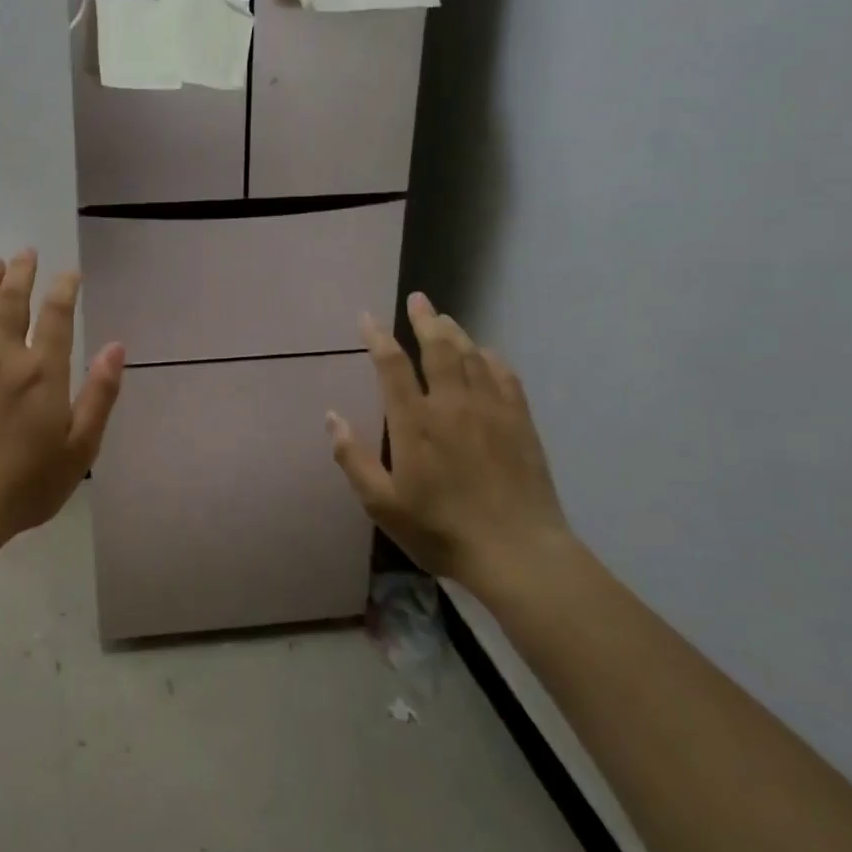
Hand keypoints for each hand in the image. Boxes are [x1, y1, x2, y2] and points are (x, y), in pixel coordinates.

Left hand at [0, 250, 124, 539]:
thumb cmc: (27, 482)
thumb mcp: (80, 447)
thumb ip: (100, 394)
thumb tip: (117, 347)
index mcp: (42, 371)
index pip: (56, 314)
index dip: (64, 288)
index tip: (70, 273)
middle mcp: (4, 356)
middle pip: (12, 300)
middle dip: (21, 272)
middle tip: (26, 252)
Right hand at [328, 292, 571, 591]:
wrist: (518, 552)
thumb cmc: (441, 529)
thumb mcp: (382, 504)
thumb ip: (353, 458)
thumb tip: (331, 417)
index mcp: (414, 421)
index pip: (391, 364)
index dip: (377, 336)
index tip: (367, 318)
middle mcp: (452, 404)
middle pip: (438, 346)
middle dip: (424, 319)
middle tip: (417, 299)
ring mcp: (490, 409)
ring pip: (471, 355)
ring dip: (455, 332)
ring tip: (444, 319)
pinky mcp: (519, 421)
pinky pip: (505, 375)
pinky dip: (491, 358)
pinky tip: (486, 355)